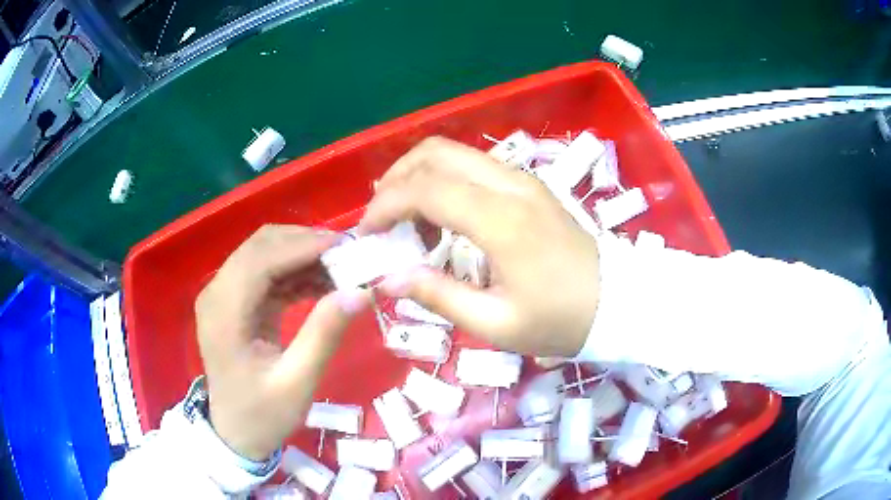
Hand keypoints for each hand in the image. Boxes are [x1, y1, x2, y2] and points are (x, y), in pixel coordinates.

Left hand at [195, 225, 369, 459]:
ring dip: (302, 254)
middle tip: (349, 255)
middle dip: (306, 243)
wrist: (235, 432)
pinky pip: (267, 271)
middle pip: (261, 246)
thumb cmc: (262, 414)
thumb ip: (324, 335)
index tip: (347, 248)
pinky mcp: (235, 301)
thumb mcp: (297, 383)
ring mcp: (224, 294)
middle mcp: (217, 292)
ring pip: (264, 253)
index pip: (260, 259)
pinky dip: (295, 271)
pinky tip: (322, 283)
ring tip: (342, 269)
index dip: (303, 246)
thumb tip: (360, 292)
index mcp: (224, 313)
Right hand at [359, 137, 599, 356]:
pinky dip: (444, 179)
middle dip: (396, 178)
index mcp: (501, 220)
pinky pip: (474, 165)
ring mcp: (522, 179)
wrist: (615, 302)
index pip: (426, 189)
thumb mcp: (495, 324)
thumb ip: (439, 296)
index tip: (367, 233)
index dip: (386, 206)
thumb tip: (390, 278)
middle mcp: (510, 185)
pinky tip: (440, 214)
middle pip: (436, 153)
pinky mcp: (529, 185)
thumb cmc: (559, 320)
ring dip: (419, 175)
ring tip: (404, 217)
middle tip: (380, 217)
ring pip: (455, 153)